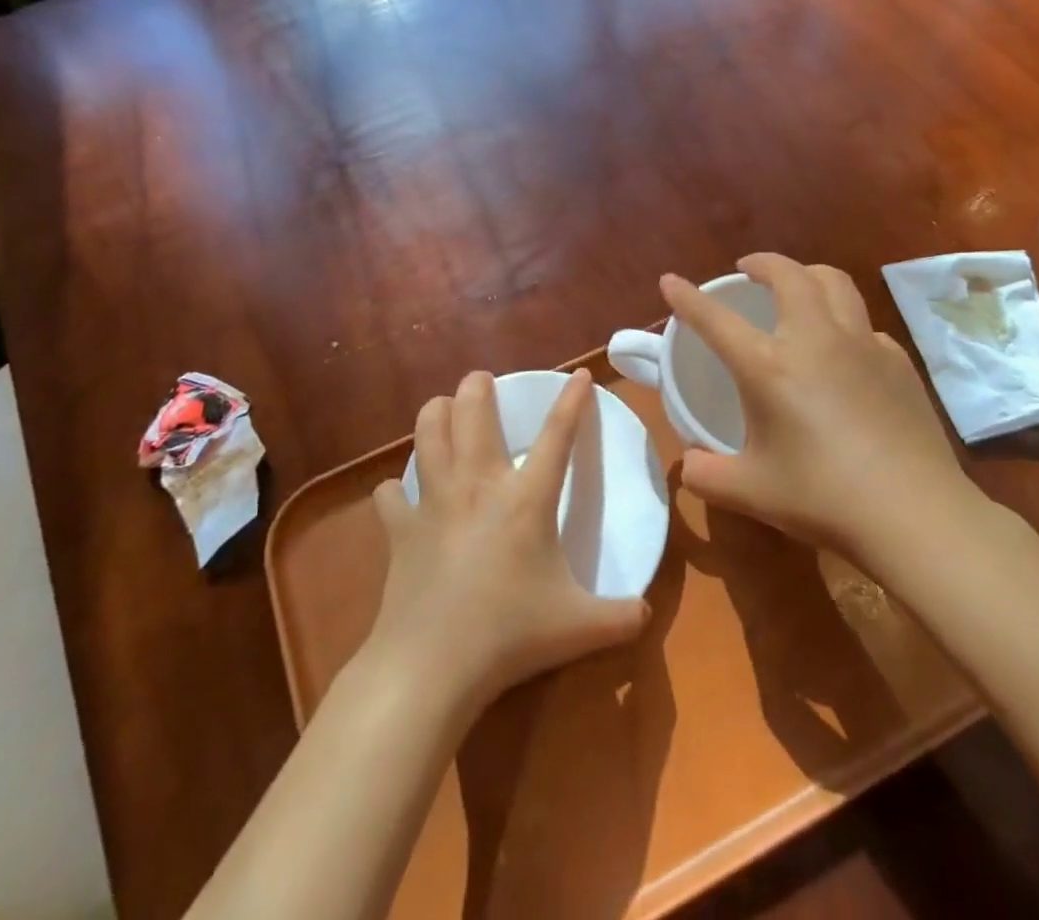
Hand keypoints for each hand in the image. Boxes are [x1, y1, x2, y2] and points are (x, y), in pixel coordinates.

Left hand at [367, 369, 647, 716]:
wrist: (432, 665)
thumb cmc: (510, 636)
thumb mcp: (579, 628)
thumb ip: (620, 617)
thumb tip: (648, 613)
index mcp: (526, 499)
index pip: (557, 435)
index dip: (572, 401)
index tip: (581, 374)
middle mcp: (478, 485)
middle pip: (473, 412)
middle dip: (477, 386)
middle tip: (481, 380)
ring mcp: (434, 502)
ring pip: (428, 434)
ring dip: (435, 413)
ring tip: (442, 407)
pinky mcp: (399, 528)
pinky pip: (390, 494)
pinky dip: (395, 489)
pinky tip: (398, 494)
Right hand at [663, 253, 980, 558]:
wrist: (915, 513)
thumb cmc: (823, 498)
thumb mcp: (750, 492)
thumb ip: (706, 475)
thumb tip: (689, 465)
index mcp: (769, 366)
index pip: (715, 320)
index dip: (687, 297)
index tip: (670, 280)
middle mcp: (814, 339)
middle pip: (788, 275)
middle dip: (763, 262)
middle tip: (748, 269)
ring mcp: (861, 344)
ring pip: (834, 282)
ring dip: (807, 274)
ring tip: (797, 286)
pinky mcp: (897, 361)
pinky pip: (863, 323)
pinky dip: (844, 319)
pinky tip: (843, 348)